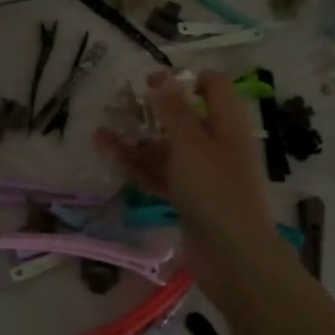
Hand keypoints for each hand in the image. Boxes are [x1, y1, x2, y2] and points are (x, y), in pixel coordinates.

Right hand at [97, 70, 280, 286]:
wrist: (232, 257)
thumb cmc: (216, 190)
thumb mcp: (191, 144)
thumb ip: (174, 111)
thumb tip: (162, 77)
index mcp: (227, 125)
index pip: (213, 88)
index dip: (185, 79)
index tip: (152, 81)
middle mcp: (216, 146)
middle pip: (184, 119)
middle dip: (151, 112)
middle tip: (120, 105)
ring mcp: (201, 175)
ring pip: (166, 150)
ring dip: (136, 142)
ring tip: (101, 134)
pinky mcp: (187, 199)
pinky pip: (160, 176)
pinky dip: (138, 167)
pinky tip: (111, 157)